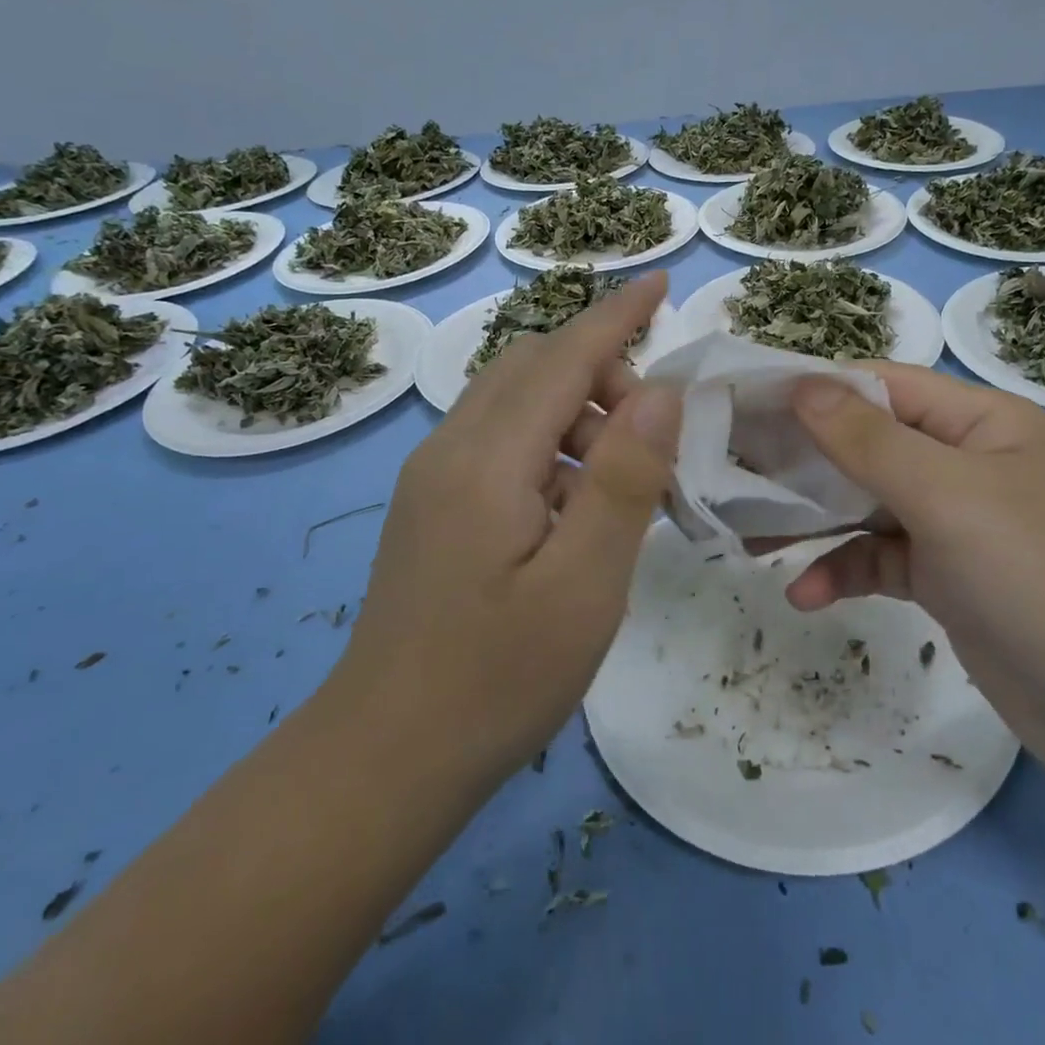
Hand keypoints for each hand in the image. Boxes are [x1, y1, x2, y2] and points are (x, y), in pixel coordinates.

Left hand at [333, 274, 681, 783]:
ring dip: (579, 414)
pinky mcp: (435, 504)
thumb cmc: (497, 679)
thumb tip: (660, 393)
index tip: (661, 283)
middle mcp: (451, 448)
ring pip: (516, 401)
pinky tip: (577, 507)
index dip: (617, 316)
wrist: (383, 760)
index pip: (563, 357)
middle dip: (603, 374)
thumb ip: (625, 481)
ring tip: (623, 486)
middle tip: (654, 439)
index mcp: (486, 459)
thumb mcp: (584, 585)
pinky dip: (552, 444)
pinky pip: (502, 439)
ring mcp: (434, 476)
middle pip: (534, 366)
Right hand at [784, 364, 1044, 786]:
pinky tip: (805, 594)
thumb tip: (801, 384)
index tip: (745, 404)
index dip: (813, 390)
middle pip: (868, 444)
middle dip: (804, 459)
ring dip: (815, 519)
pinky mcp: (950, 580)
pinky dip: (844, 570)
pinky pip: (882, 559)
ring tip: (750, 535)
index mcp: (980, 422)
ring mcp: (958, 524)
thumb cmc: (1042, 577)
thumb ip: (868, 440)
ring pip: (868, 504)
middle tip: (731, 470)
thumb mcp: (949, 497)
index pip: (881, 386)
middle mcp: (967, 462)